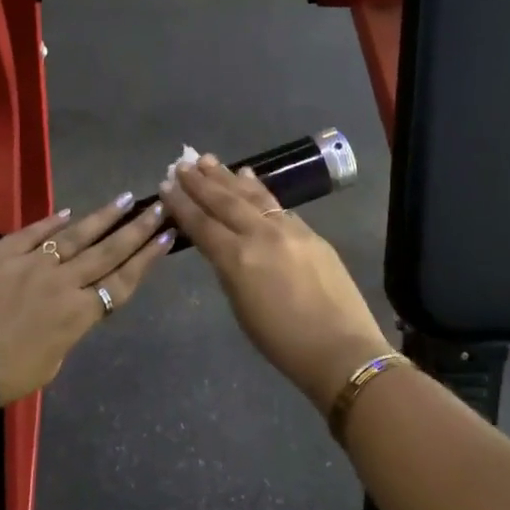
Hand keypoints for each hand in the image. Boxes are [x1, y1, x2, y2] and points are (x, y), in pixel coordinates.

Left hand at [0, 195, 173, 404]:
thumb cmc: (1, 377)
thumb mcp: (48, 363)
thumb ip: (65, 331)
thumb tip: (68, 310)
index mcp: (78, 315)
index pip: (122, 281)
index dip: (147, 258)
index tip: (167, 235)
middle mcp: (63, 283)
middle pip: (108, 251)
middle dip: (137, 228)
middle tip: (158, 206)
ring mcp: (33, 264)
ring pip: (77, 236)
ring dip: (104, 217)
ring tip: (126, 199)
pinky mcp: (2, 254)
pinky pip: (33, 233)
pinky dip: (52, 221)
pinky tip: (68, 212)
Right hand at [160, 154, 391, 411]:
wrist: (342, 349)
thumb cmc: (283, 344)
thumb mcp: (242, 308)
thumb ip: (230, 270)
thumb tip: (223, 245)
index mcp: (238, 259)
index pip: (202, 224)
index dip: (182, 204)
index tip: (166, 184)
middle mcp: (261, 235)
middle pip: (224, 202)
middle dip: (200, 182)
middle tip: (182, 163)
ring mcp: (288, 230)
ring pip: (252, 195)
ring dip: (228, 177)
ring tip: (209, 160)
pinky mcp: (310, 232)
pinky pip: (276, 204)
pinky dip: (258, 189)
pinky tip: (249, 178)